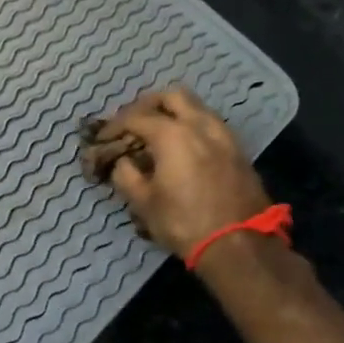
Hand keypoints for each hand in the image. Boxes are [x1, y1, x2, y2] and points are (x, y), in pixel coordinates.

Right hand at [81, 88, 272, 259]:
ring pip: (196, 107)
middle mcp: (200, 126)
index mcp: (173, 135)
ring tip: (158, 135)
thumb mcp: (143, 202)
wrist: (240, 246)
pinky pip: (210, 125)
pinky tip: (183, 149)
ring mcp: (224, 136)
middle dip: (148, 105)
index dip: (114, 126)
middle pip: (172, 96)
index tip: (102, 138)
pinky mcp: (239, 151)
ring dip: (174, 114)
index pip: (135, 117)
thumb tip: (122, 162)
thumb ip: (126, 174)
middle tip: (133, 123)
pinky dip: (192, 127)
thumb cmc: (184, 223)